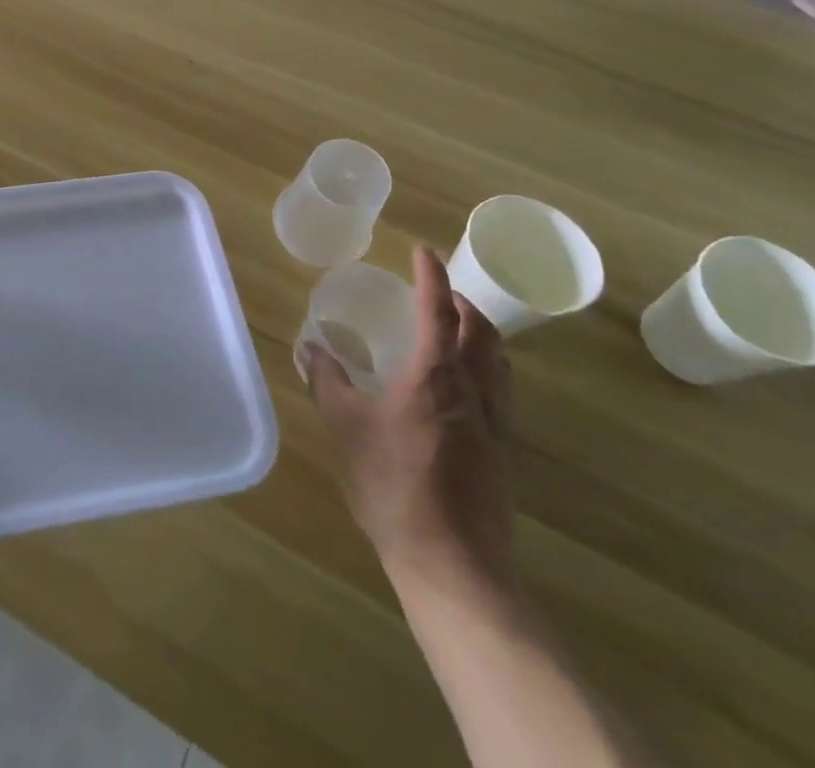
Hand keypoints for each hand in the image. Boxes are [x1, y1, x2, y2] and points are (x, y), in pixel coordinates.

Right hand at [306, 245, 514, 599]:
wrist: (453, 565)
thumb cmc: (393, 485)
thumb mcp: (346, 427)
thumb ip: (328, 381)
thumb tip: (310, 347)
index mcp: (436, 374)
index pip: (438, 309)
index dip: (431, 275)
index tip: (424, 250)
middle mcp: (474, 390)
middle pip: (482, 332)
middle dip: (463, 303)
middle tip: (438, 292)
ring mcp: (496, 425)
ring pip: (499, 363)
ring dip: (481, 335)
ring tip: (457, 332)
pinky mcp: (504, 455)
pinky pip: (501, 393)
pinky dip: (486, 370)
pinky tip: (463, 390)